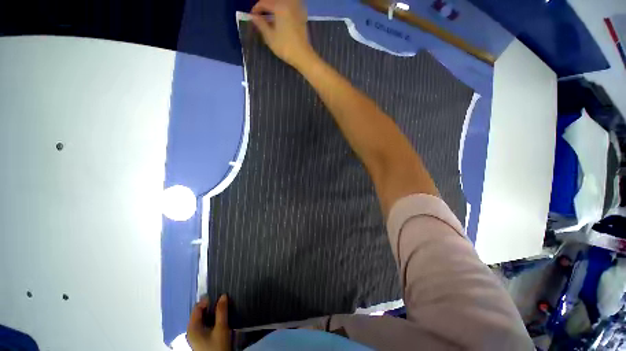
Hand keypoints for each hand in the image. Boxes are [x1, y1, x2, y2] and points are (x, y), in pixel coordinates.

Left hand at [187, 295, 230, 350]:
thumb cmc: (218, 346)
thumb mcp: (221, 328)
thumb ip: (221, 311)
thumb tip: (223, 295)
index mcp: (192, 327)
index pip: (197, 308)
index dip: (207, 300)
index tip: (219, 294)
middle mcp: (192, 330)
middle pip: (200, 313)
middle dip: (211, 306)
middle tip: (223, 300)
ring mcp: (196, 336)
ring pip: (203, 318)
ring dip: (212, 312)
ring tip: (223, 307)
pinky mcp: (201, 339)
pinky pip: (205, 324)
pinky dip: (212, 319)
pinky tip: (220, 318)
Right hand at [250, 0, 314, 67]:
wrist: (303, 56)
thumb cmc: (285, 47)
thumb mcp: (270, 37)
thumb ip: (260, 24)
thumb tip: (252, 16)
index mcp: (280, 7)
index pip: (264, 3)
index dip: (256, 9)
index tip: (251, 16)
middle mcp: (289, 4)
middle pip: (273, 1)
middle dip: (265, 7)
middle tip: (259, 16)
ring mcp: (297, 9)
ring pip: (282, 4)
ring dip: (274, 8)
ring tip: (269, 18)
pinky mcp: (301, 16)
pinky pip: (289, 8)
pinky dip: (282, 11)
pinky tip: (279, 19)